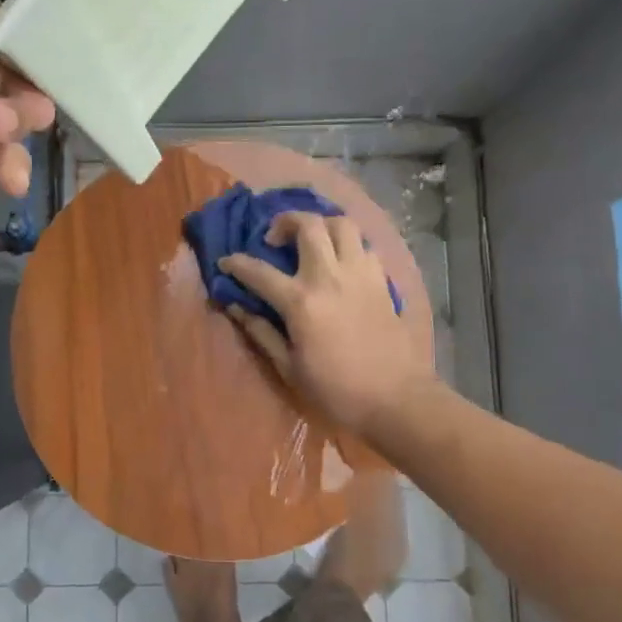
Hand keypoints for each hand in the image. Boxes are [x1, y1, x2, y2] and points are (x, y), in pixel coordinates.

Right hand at [219, 212, 432, 437]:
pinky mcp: (382, 281)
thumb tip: (236, 308)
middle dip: (284, 222)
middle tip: (274, 239)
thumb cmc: (337, 391)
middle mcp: (330, 277)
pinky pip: (364, 245)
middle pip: (308, 225)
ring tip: (311, 240)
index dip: (236, 263)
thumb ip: (261, 332)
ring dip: (321, 224)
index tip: (226, 262)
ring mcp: (360, 274)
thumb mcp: (289, 368)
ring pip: (342, 224)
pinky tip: (340, 261)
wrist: (396, 399)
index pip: (259, 271)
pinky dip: (348, 244)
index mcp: (300, 302)